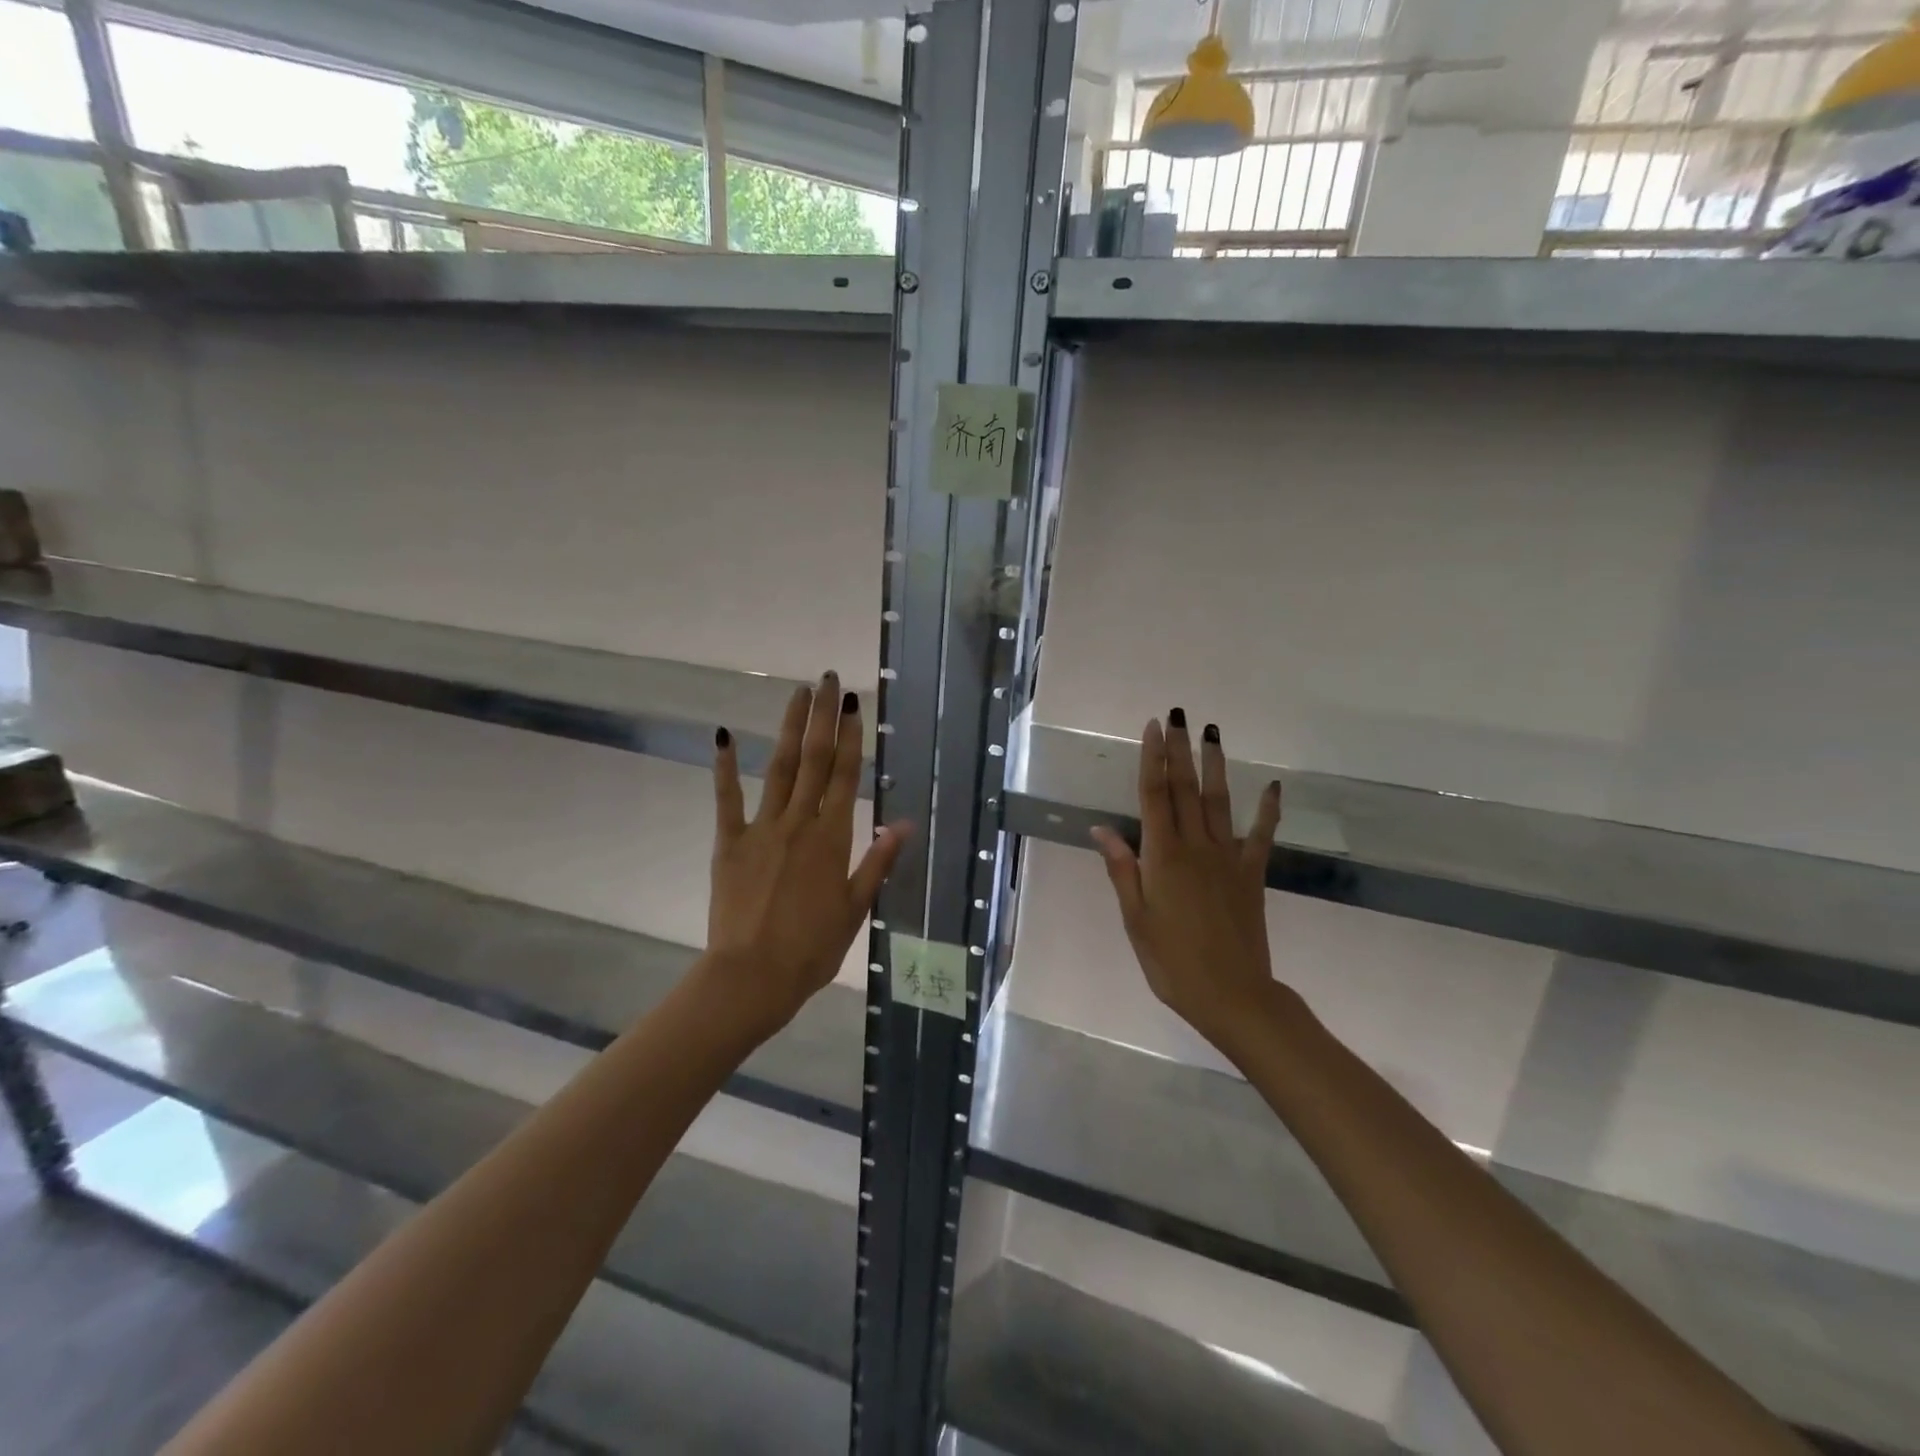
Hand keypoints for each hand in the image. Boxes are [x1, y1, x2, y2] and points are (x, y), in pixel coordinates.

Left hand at [708, 672, 906, 1032]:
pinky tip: (722, 736)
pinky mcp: (729, 843)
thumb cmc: (811, 949)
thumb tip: (905, 823)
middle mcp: (799, 823)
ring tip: (796, 694)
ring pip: (778, 768)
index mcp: (832, 839)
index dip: (851, 737)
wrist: (751, 977)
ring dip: (788, 729)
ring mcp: (761, 829)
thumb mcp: (855, 908)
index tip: (852, 705)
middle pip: (814, 761)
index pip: (845, 776)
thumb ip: (878, 861)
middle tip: (826, 680)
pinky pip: (727, 799)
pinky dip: (724, 767)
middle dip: (821, 718)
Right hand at [1090, 712, 1283, 1053]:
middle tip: (1179, 715)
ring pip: (1219, 802)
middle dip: (1180, 750)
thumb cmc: (1172, 961)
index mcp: (1163, 856)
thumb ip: (1122, 869)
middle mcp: (1196, 846)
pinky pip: (1261, 836)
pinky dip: (1268, 810)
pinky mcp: (1252, 874)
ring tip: (1213, 733)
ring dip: (1215, 766)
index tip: (1154, 728)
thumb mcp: (1135, 918)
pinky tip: (1272, 786)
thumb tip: (1100, 828)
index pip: (1154, 795)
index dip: (1153, 758)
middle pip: (1185, 789)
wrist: (1232, 994)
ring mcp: (1228, 858)